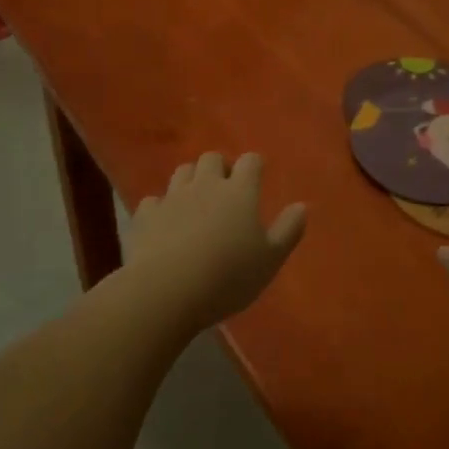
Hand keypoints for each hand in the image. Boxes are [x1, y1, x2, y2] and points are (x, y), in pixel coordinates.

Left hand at [124, 152, 306, 330]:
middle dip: (220, 167)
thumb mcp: (270, 259)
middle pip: (212, 158)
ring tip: (196, 201)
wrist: (167, 290)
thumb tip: (302, 205)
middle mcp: (205, 185)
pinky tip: (165, 222)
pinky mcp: (146, 215)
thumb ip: (288, 230)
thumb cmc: (228, 276)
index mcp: (239, 192)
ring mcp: (172, 197)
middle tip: (226, 188)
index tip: (257, 176)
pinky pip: (154, 200)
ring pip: (182, 172)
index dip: (254, 165)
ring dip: (191, 179)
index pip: (250, 161)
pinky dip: (162, 206)